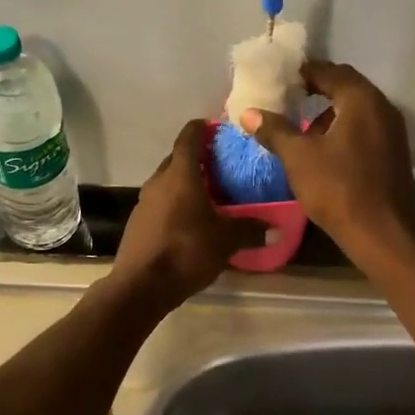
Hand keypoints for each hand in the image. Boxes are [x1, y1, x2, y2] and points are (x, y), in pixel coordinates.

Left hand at [110, 120, 268, 309]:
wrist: (141, 286)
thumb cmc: (186, 251)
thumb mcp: (226, 241)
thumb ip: (251, 230)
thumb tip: (277, 229)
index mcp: (180, 175)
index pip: (189, 137)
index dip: (202, 128)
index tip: (217, 128)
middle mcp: (158, 181)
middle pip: (177, 159)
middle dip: (198, 159)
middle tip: (222, 166)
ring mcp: (144, 202)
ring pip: (168, 182)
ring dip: (186, 183)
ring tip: (210, 194)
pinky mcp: (138, 222)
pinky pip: (161, 203)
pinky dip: (176, 203)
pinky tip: (191, 221)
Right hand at [240, 60, 414, 260]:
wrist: (382, 235)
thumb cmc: (338, 189)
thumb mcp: (299, 158)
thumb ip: (275, 130)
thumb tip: (248, 112)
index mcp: (362, 100)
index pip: (331, 72)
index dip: (305, 72)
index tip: (283, 78)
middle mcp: (383, 108)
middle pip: (347, 89)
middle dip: (318, 92)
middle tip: (290, 98)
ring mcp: (394, 133)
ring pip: (358, 112)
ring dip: (331, 115)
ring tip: (303, 131)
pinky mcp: (395, 155)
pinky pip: (366, 131)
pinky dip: (345, 132)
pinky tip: (326, 153)